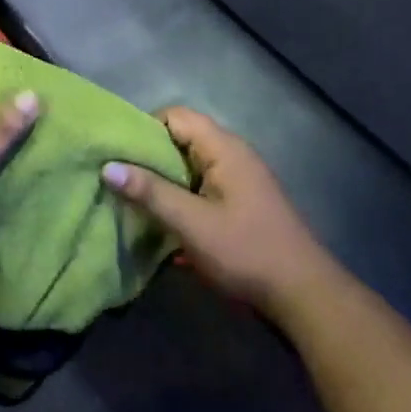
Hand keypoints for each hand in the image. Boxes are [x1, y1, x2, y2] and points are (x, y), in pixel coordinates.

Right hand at [102, 108, 335, 317]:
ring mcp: (236, 180)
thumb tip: (107, 167)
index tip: (116, 154)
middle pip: (179, 141)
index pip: (174, 116)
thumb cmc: (246, 251)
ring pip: (187, 167)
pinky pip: (199, 188)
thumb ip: (150, 193)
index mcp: (223, 148)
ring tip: (129, 202)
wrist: (303, 295)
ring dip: (161, 183)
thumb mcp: (191, 223)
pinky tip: (159, 224)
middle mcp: (231, 155)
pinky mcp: (238, 204)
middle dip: (147, 159)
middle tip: (115, 179)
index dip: (143, 129)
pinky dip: (178, 199)